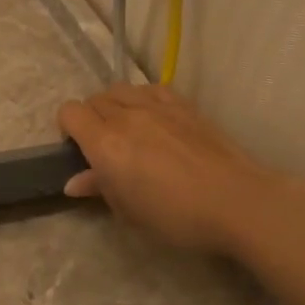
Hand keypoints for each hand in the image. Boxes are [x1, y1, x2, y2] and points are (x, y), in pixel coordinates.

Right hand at [57, 84, 284, 254]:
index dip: (67, 128)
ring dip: (114, 105)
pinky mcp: (183, 104)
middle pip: (93, 99)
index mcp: (105, 144)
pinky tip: (154, 119)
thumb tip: (75, 182)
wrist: (236, 201)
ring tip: (127, 129)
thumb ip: (100, 188)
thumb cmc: (176, 216)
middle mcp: (126, 116)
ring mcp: (157, 106)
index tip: (78, 150)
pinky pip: (150, 88)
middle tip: (104, 147)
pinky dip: (142, 98)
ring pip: (120, 89)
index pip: (70, 112)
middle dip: (90, 119)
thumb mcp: (129, 211)